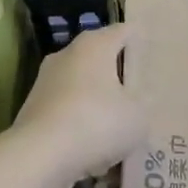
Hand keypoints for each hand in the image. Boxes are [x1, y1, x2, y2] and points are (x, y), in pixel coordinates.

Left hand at [11, 24, 145, 179]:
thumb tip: (141, 98)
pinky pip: (66, 111)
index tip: (154, 54)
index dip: (141, 41)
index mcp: (95, 44)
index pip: (124, 31)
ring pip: (81, 86)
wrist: (40, 156)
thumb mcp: (138, 115)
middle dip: (118, 73)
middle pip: (100, 57)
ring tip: (118, 126)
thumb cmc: (97, 122)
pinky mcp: (32, 109)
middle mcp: (67, 54)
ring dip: (97, 101)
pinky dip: (79, 124)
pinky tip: (94, 149)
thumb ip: (144, 101)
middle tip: (141, 92)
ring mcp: (46, 81)